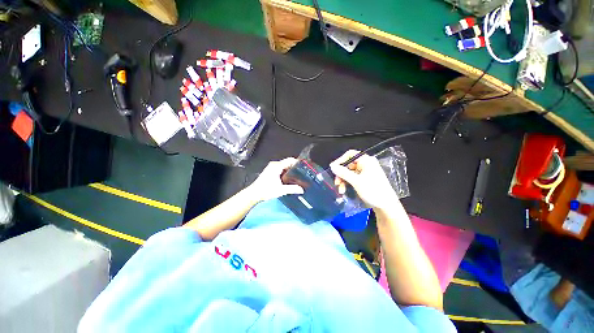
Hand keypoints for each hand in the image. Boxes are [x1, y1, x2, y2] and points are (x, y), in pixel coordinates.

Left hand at [248, 157, 303, 201]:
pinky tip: (290, 179)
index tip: (304, 167)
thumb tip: (302, 189)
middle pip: (288, 163)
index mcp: (277, 166)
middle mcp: (274, 165)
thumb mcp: (281, 190)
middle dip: (295, 168)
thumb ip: (292, 189)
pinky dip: (286, 173)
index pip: (290, 160)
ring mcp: (272, 167)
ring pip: (284, 166)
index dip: (298, 162)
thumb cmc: (266, 190)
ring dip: (290, 171)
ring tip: (298, 177)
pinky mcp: (270, 171)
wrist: (254, 194)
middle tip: (302, 174)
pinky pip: (281, 169)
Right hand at [330, 150, 399, 210]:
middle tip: (336, 183)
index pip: (350, 155)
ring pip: (349, 173)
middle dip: (341, 174)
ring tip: (341, 190)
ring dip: (343, 180)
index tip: (333, 168)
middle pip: (348, 165)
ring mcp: (365, 172)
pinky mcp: (364, 180)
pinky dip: (347, 183)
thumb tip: (332, 166)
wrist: (386, 207)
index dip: (340, 160)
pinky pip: (352, 178)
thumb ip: (343, 172)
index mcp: (366, 161)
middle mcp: (366, 164)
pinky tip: (344, 190)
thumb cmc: (373, 191)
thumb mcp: (356, 181)